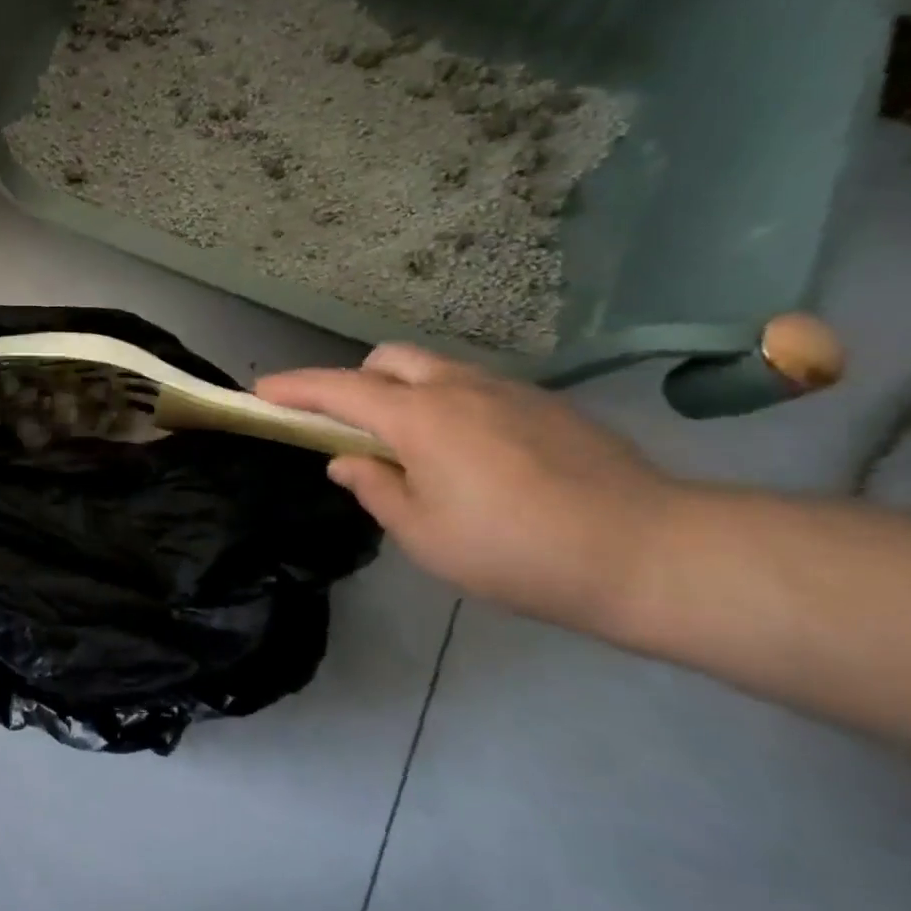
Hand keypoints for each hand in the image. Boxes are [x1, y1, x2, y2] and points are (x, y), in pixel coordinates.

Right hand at [257, 345, 679, 627]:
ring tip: (413, 447)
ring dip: (403, 392)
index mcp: (418, 416)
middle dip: (355, 381)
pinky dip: (447, 404)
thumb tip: (346, 460)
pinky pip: (474, 387)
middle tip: (350, 427)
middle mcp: (457, 386)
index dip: (294, 387)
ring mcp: (507, 389)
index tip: (262, 390)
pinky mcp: (545, 404)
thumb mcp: (425, 535)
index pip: (338, 388)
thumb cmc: (516, 550)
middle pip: (387, 359)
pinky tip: (472, 455)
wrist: (648, 551)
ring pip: (434, 369)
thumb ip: (375, 489)